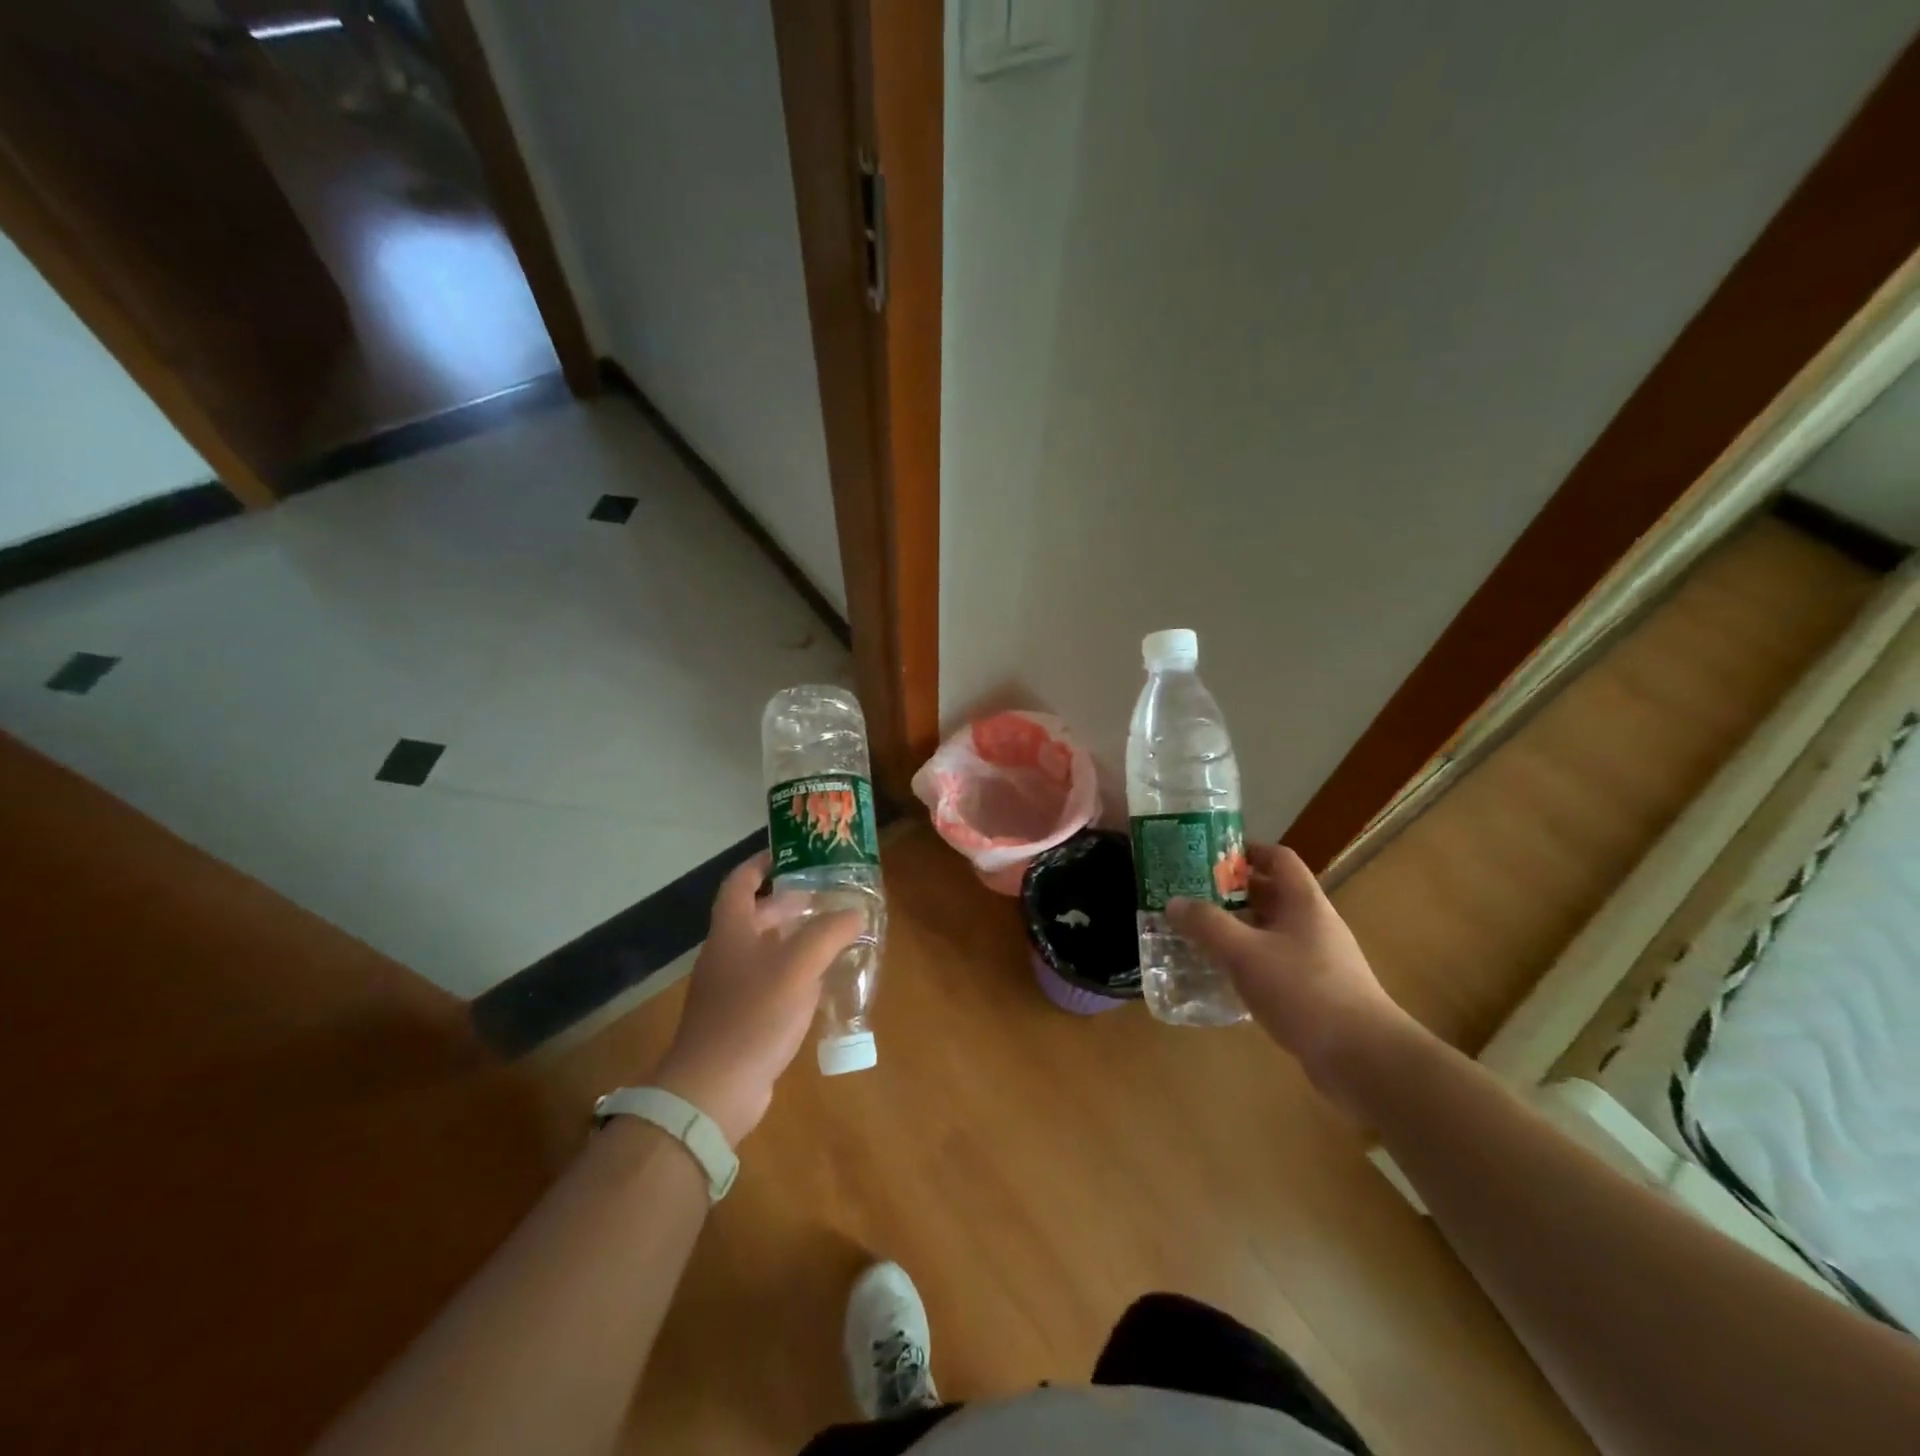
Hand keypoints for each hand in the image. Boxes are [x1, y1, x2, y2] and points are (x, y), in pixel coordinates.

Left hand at [650, 853, 862, 1145]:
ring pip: (766, 950)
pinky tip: (822, 982)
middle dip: (792, 902)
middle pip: (757, 915)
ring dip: (797, 939)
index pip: (742, 881)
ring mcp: (731, 988)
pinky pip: (770, 982)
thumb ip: (830, 933)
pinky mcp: (741, 1018)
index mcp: (732, 930)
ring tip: (835, 934)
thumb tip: (856, 911)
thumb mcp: (798, 966)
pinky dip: (795, 973)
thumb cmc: (753, 1014)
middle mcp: (727, 953)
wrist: (713, 1089)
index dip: (763, 862)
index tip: (793, 853)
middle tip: (830, 896)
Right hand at [1167, 843, 1412, 1103]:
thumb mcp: (1245, 953)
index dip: (1246, 850)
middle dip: (1231, 893)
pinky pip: (1274, 962)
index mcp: (1304, 902)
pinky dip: (1248, 961)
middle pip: (1271, 894)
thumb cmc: (1303, 991)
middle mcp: (1313, 923)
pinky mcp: (1314, 990)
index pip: (1277, 858)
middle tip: (1191, 896)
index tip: (1209, 857)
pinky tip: (1222, 976)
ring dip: (1237, 929)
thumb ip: (1207, 925)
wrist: (1362, 1058)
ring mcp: (1317, 958)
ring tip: (1198, 934)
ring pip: (1270, 931)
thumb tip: (1173, 902)